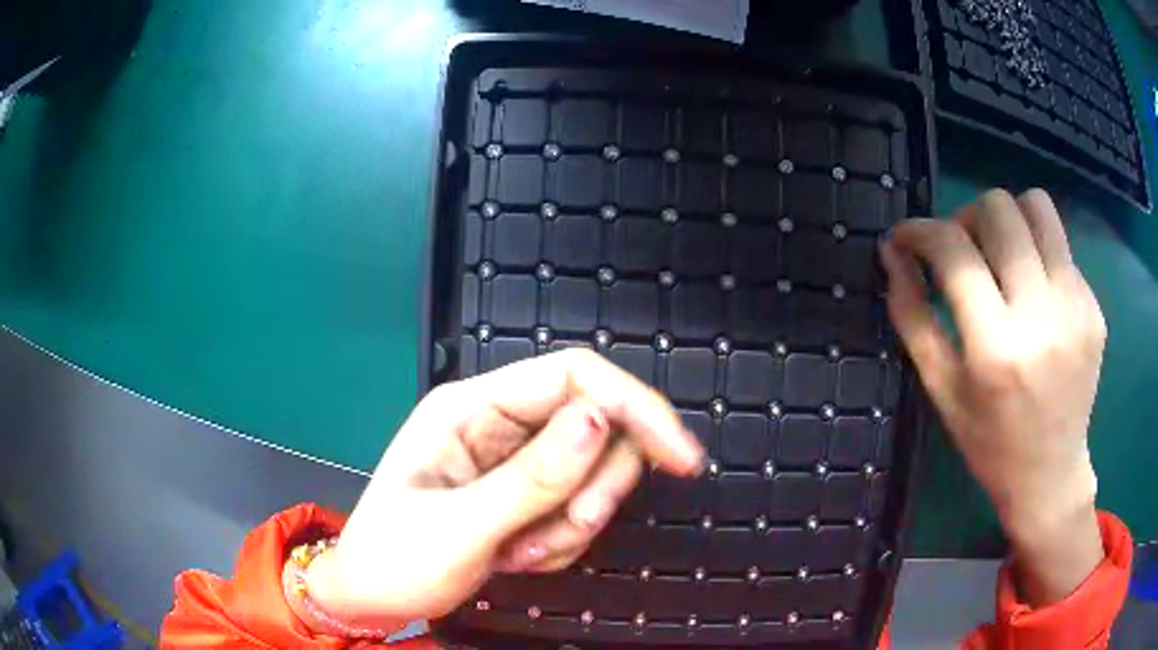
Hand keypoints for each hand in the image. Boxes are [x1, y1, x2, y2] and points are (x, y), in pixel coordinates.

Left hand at [299, 349, 704, 628]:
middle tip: (553, 537)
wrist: (374, 600)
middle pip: (594, 428)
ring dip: (570, 525)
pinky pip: (577, 508)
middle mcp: (498, 422)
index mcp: (470, 408)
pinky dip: (560, 540)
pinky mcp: (526, 493)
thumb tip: (604, 420)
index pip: (574, 375)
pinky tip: (517, 557)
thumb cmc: (394, 561)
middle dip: (590, 492)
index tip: (680, 457)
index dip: (636, 407)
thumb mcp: (460, 528)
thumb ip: (533, 478)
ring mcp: (514, 460)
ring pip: (592, 475)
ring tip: (518, 554)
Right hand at [881, 189, 1104, 604]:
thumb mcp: (941, 390)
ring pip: (1036, 206)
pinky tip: (1031, 292)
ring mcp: (1076, 306)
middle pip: (998, 209)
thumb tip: (892, 253)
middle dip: (966, 218)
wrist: (1051, 474)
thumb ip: (913, 317)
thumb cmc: (989, 443)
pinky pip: (1059, 244)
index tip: (905, 239)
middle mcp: (1042, 316)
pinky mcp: (1093, 305)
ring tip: (1000, 254)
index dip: (919, 230)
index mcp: (997, 349)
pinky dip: (1035, 252)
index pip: (954, 250)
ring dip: (1007, 219)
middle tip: (961, 252)